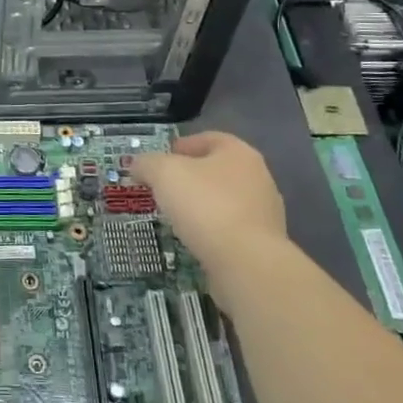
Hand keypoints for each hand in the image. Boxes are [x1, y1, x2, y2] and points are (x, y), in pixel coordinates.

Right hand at [134, 131, 286, 265]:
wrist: (246, 263)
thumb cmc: (205, 205)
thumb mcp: (163, 173)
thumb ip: (147, 164)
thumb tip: (138, 166)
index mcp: (239, 153)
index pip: (208, 139)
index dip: (182, 145)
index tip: (160, 160)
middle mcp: (258, 178)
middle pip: (217, 170)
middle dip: (190, 177)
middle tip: (163, 188)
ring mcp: (265, 213)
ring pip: (224, 200)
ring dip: (201, 205)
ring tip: (176, 216)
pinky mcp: (263, 244)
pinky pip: (231, 229)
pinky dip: (212, 230)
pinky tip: (195, 239)